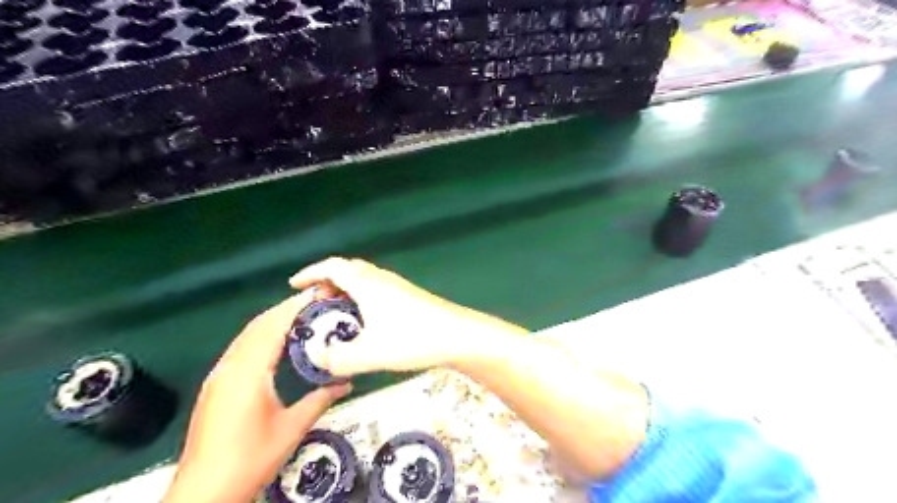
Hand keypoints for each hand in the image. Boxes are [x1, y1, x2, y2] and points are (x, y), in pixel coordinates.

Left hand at [163, 291, 351, 502]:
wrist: (204, 492)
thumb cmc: (249, 459)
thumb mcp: (292, 428)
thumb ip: (320, 400)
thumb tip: (346, 384)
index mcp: (248, 372)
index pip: (272, 327)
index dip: (294, 308)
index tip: (317, 295)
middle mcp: (229, 367)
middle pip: (257, 326)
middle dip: (284, 309)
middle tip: (314, 302)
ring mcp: (219, 376)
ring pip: (246, 336)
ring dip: (272, 321)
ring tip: (300, 316)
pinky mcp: (215, 385)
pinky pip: (240, 348)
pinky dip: (261, 336)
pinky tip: (276, 342)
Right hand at [289, 259, 527, 376]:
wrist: (456, 335)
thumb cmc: (412, 338)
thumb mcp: (369, 353)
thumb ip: (337, 359)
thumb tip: (316, 359)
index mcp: (367, 283)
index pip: (332, 267)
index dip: (310, 273)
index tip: (294, 284)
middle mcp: (381, 278)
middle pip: (348, 269)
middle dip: (326, 282)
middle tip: (314, 303)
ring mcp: (397, 286)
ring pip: (363, 279)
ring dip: (345, 289)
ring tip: (335, 313)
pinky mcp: (408, 296)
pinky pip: (375, 288)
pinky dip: (360, 297)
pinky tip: (364, 320)